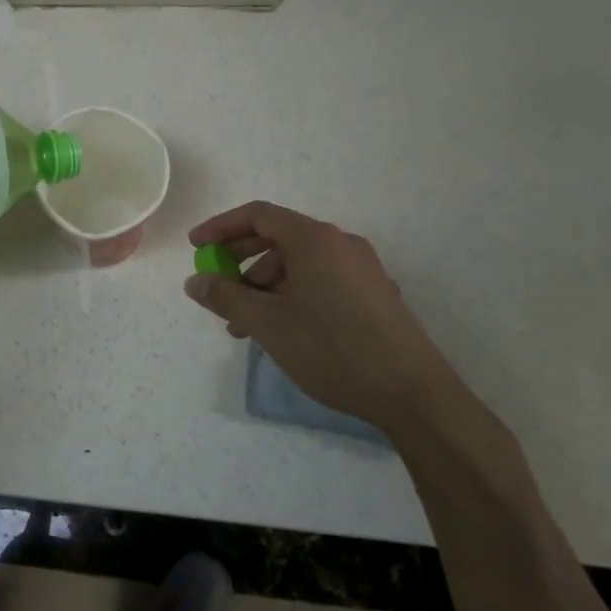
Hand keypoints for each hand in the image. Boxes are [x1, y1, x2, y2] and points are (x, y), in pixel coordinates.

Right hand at [185, 201, 462, 438]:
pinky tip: (281, 331)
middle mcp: (340, 243)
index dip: (221, 227)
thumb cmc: (333, 349)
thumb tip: (195, 282)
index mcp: (314, 239)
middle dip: (240, 261)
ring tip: (245, 326)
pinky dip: (291, 295)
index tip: (196, 248)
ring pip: (298, 264)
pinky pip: (320, 280)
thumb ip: (226, 297)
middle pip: (278, 237)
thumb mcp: (268, 324)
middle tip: (217, 288)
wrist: (414, 395)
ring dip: (264, 286)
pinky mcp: (374, 294)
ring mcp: (361, 269)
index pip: (258, 215)